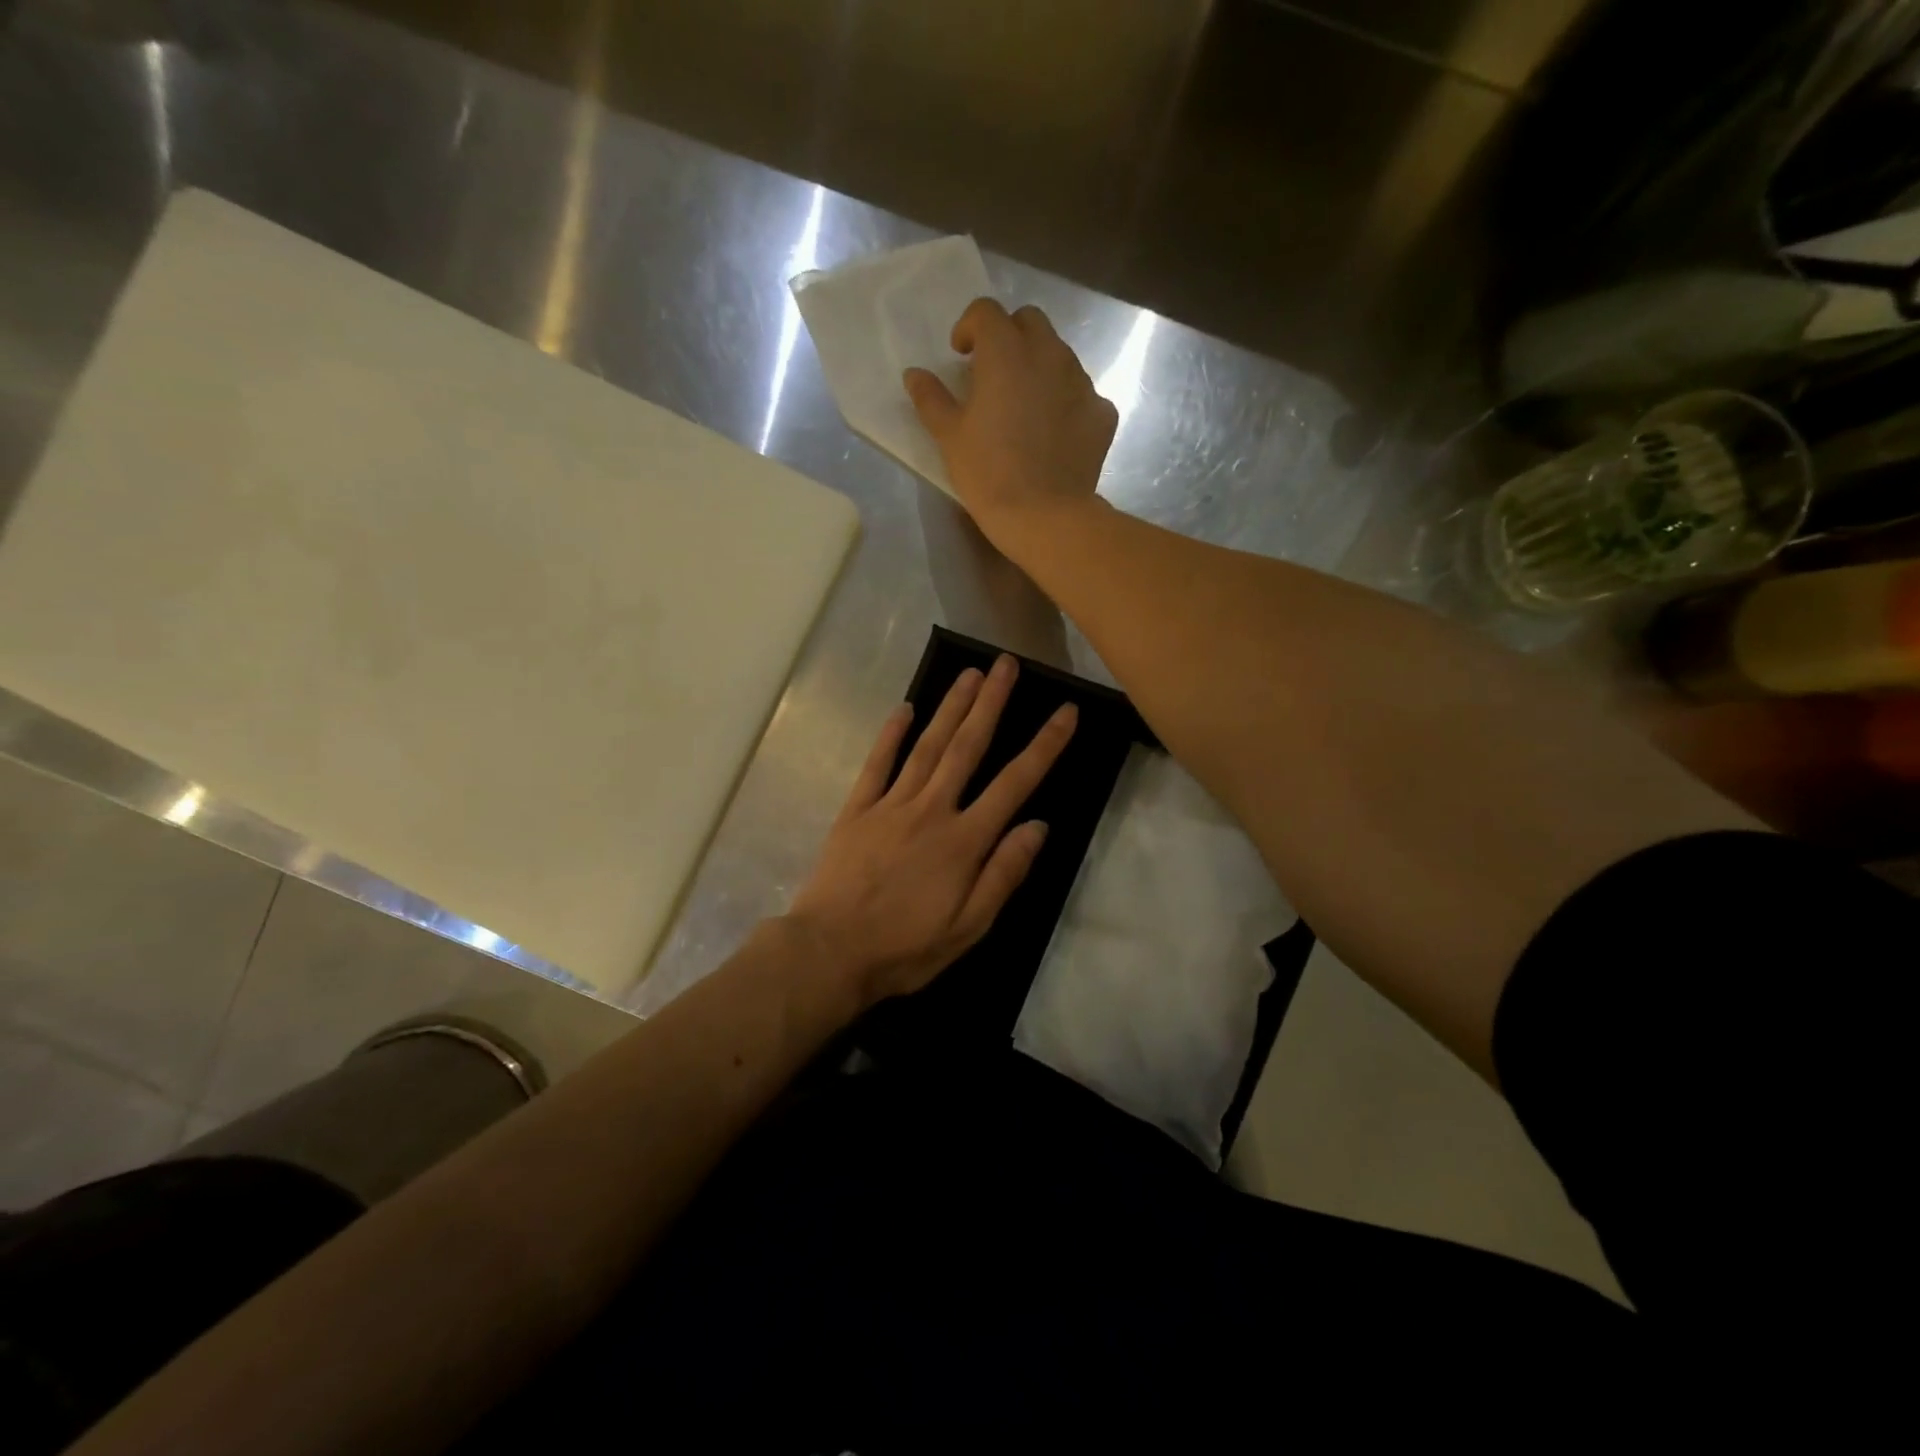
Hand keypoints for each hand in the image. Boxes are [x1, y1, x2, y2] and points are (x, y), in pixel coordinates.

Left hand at [786, 653, 1076, 1005]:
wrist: (830, 952)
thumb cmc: (905, 947)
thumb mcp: (969, 926)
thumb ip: (1004, 873)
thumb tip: (1038, 826)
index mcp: (964, 840)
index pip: (1014, 783)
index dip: (1044, 746)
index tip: (1065, 712)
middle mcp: (931, 810)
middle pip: (967, 747)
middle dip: (991, 703)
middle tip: (1006, 664)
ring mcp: (890, 805)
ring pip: (927, 746)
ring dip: (950, 707)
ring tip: (970, 673)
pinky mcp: (856, 810)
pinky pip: (877, 764)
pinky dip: (891, 735)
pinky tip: (904, 709)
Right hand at [903, 299, 1117, 540]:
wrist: (1045, 516)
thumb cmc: (989, 473)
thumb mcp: (950, 437)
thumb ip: (931, 399)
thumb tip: (914, 374)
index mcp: (1006, 352)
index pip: (986, 312)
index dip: (969, 327)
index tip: (961, 355)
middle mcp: (1049, 354)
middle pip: (1030, 322)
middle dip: (1009, 337)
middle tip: (994, 373)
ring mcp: (1082, 382)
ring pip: (1059, 355)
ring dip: (1039, 367)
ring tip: (1025, 405)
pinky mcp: (1103, 412)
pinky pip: (1082, 393)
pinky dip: (1066, 402)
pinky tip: (1053, 433)